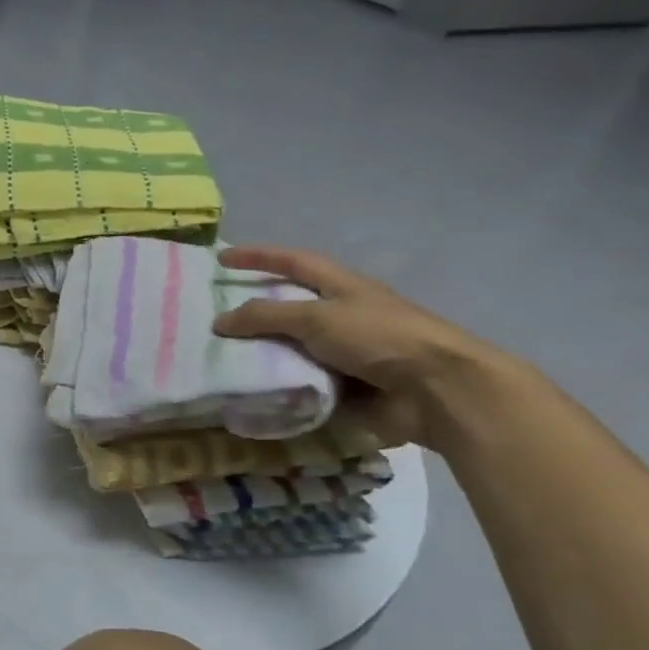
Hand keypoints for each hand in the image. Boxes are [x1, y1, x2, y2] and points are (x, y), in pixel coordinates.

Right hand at [211, 246, 503, 447]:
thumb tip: (219, 322)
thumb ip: (265, 316)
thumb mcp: (317, 318)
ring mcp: (343, 354)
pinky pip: (299, 383)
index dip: (258, 257)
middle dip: (251, 311)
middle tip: (210, 317)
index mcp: (341, 288)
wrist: (439, 392)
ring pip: (289, 348)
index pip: (292, 262)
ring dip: (259, 354)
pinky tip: (247, 392)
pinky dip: (276, 387)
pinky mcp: (345, 387)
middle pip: (287, 307)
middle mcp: (341, 316)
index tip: (221, 259)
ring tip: (217, 359)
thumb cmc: (380, 338)